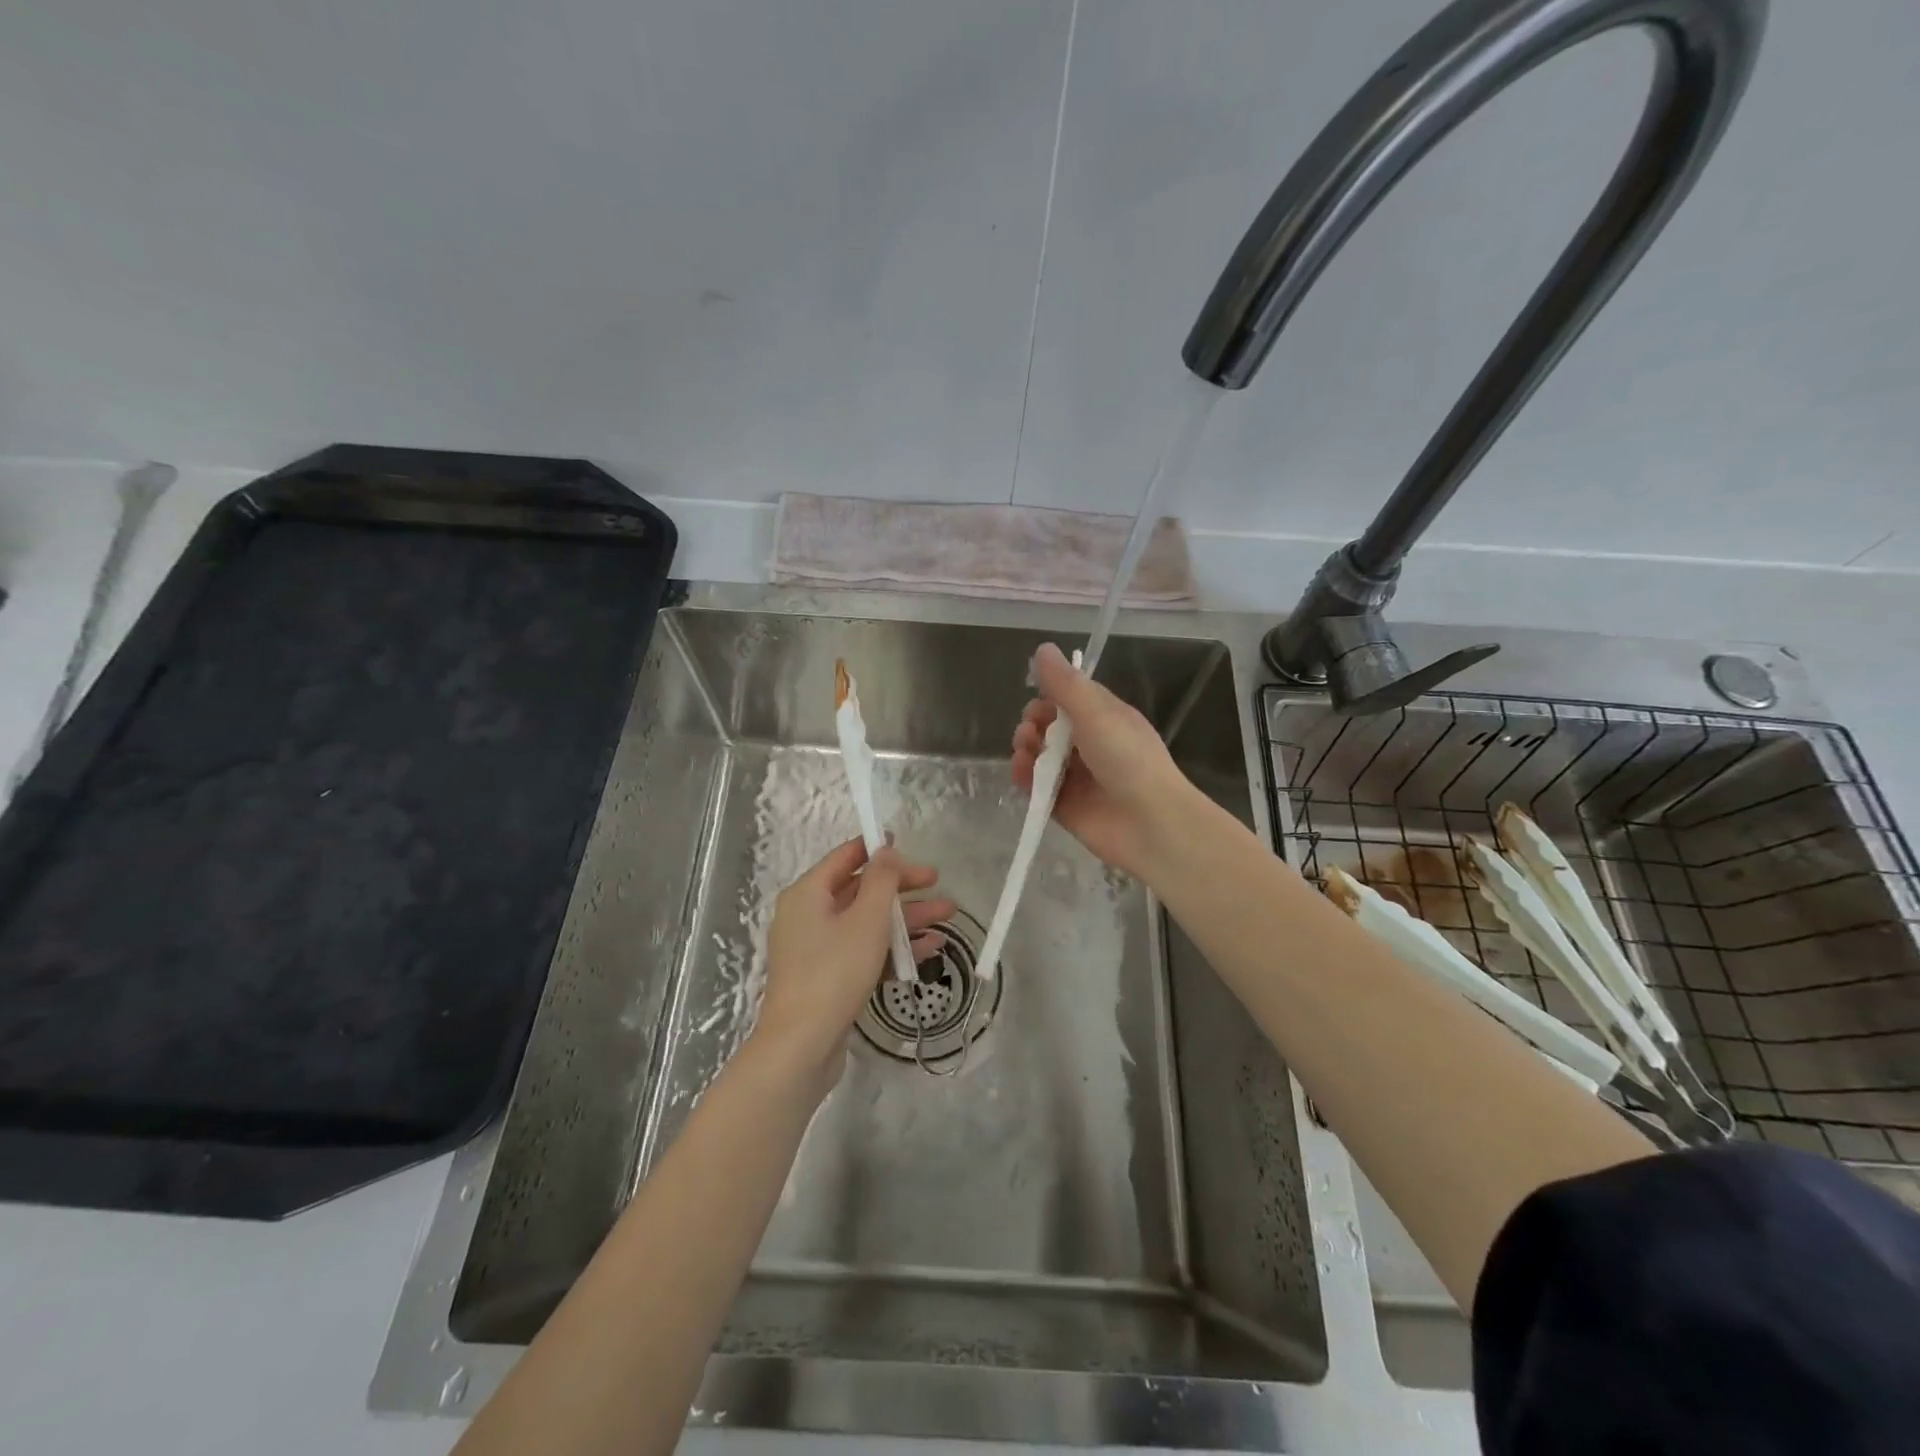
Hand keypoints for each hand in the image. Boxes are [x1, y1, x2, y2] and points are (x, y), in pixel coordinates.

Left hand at [752, 838, 953, 1089]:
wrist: (802, 1047)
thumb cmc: (834, 972)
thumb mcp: (866, 919)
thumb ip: (882, 880)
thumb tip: (886, 849)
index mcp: (808, 893)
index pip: (846, 857)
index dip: (878, 849)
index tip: (910, 846)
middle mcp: (808, 915)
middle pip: (861, 890)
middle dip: (902, 887)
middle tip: (938, 883)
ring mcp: (817, 949)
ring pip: (867, 922)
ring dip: (906, 919)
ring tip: (948, 916)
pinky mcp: (829, 977)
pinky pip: (864, 951)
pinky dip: (893, 948)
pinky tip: (929, 949)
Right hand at [1010, 643, 1199, 879]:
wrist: (1150, 823)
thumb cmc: (1128, 759)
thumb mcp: (1096, 713)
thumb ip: (1065, 684)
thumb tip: (1042, 649)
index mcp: (1106, 718)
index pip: (1071, 698)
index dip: (1050, 695)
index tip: (1037, 696)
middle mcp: (1091, 745)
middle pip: (1051, 727)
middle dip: (1034, 722)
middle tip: (1031, 729)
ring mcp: (1078, 777)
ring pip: (1041, 756)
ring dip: (1026, 747)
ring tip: (1024, 750)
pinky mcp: (1064, 806)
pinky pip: (1037, 787)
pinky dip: (1024, 777)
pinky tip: (1020, 770)